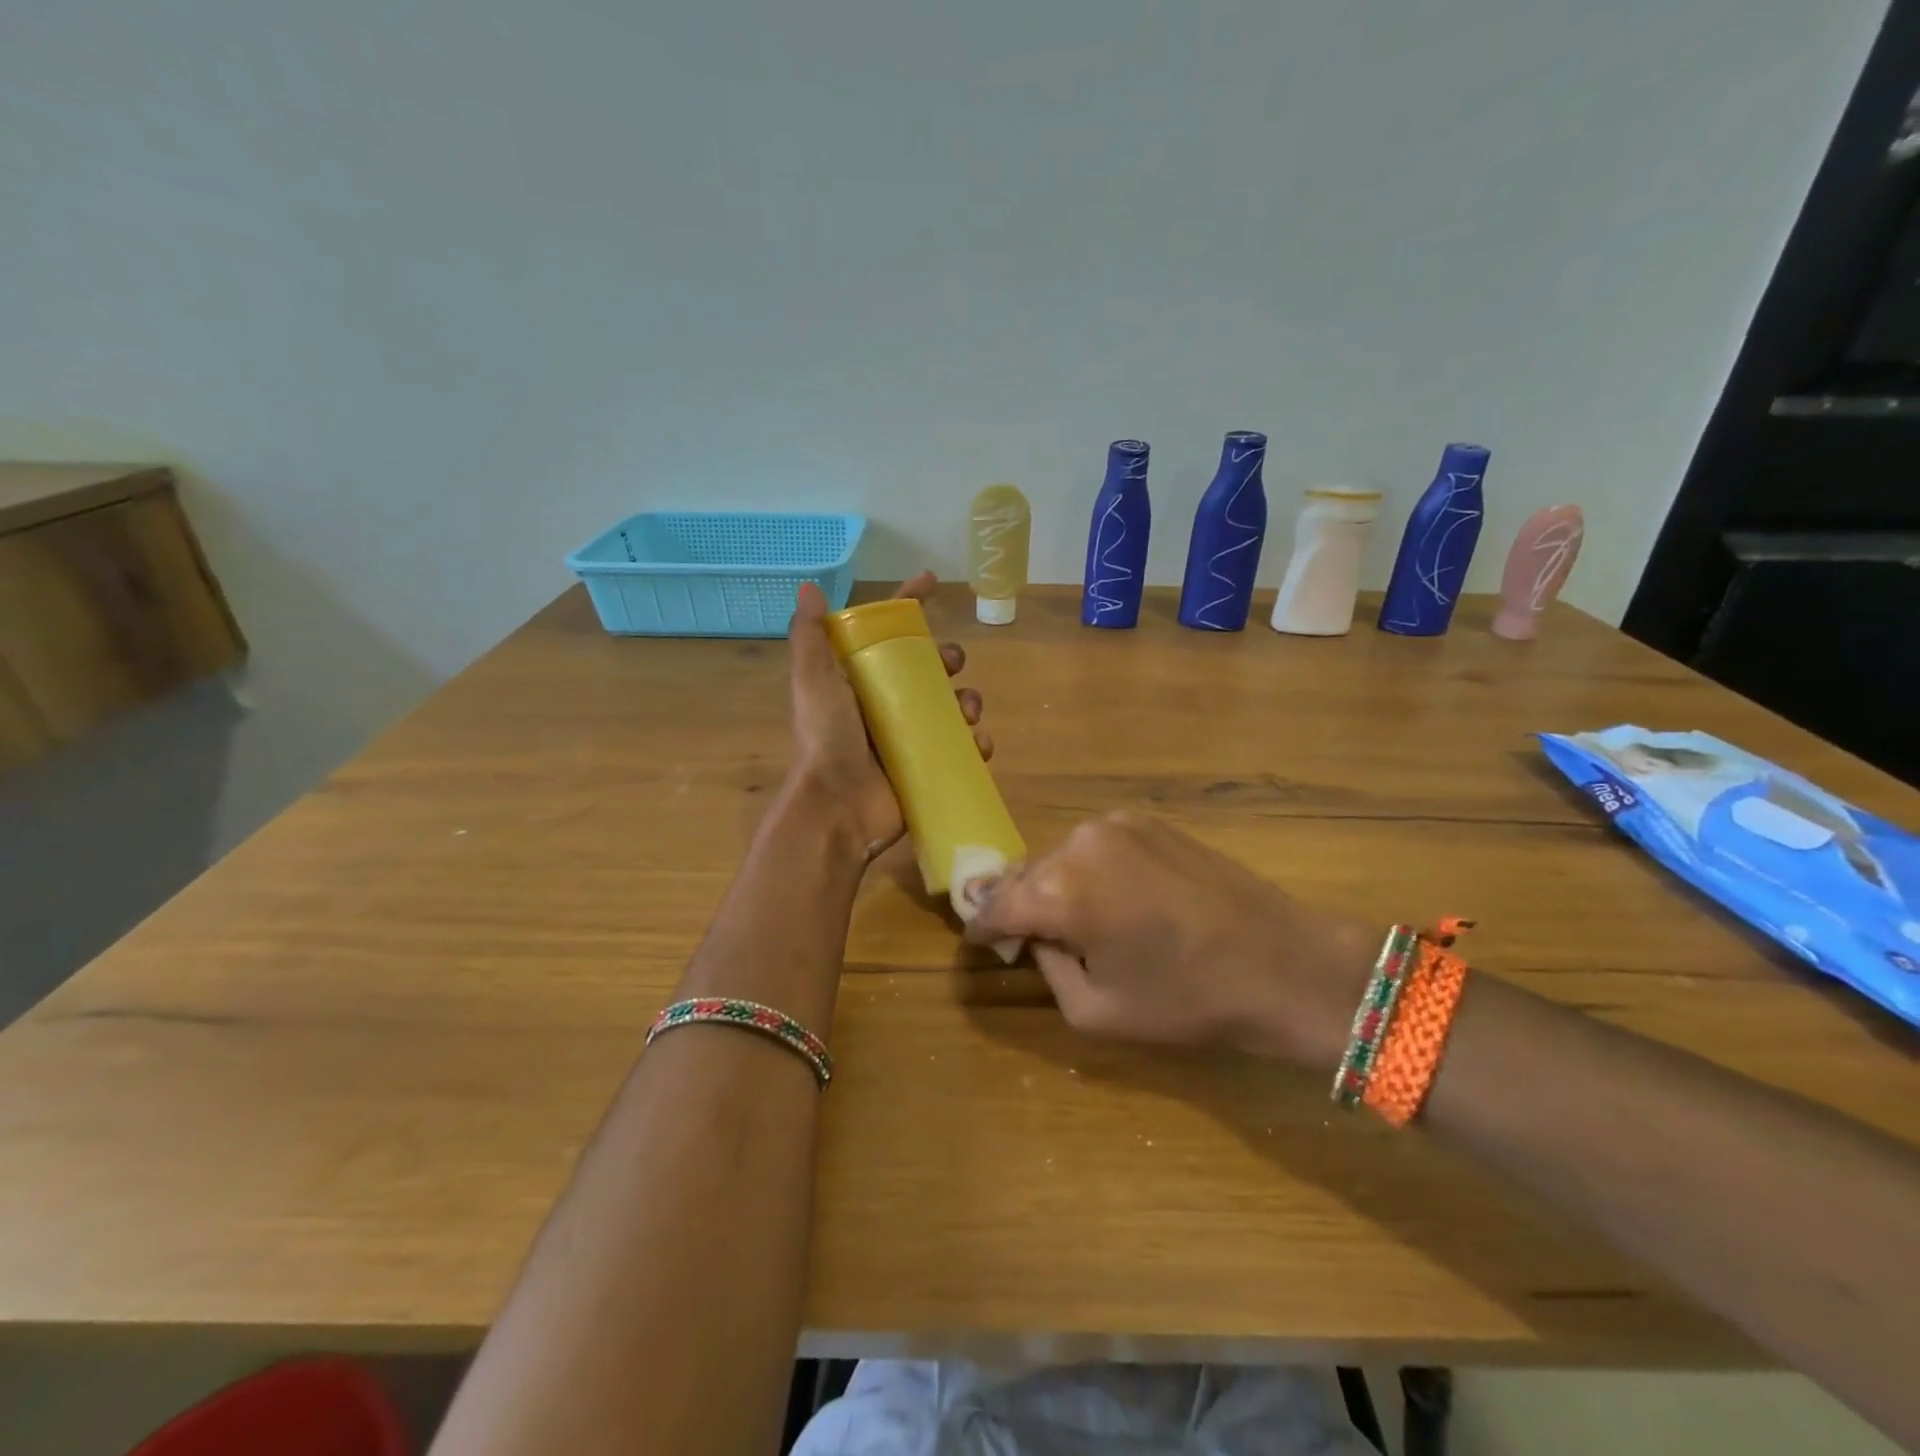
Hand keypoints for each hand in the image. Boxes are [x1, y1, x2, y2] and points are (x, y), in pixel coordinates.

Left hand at [786, 572, 991, 857]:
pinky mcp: (927, 770)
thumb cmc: (826, 740)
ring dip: (968, 700)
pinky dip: (977, 744)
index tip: (931, 582)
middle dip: (947, 658)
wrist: (837, 809)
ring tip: (969, 710)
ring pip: (951, 707)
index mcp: (860, 682)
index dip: (908, 605)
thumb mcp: (812, 682)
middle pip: (927, 669)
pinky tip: (979, 744)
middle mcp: (885, 707)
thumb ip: (810, 637)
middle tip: (952, 664)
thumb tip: (810, 587)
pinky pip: (962, 750)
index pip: (887, 633)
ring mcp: (908, 740)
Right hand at [962, 813, 1377, 1070]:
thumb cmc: (1188, 1000)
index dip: (981, 927)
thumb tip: (1036, 938)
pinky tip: (1113, 898)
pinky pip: (1097, 846)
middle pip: (1026, 874)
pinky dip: (1091, 870)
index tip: (976, 941)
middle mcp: (1081, 844)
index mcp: (1062, 891)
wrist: (1283, 963)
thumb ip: (1048, 969)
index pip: (996, 905)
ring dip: (1056, 885)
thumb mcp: (1096, 1011)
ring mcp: (1117, 825)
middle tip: (1022, 936)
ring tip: (1074, 919)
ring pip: (1062, 856)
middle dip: (1018, 904)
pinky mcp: (1148, 821)